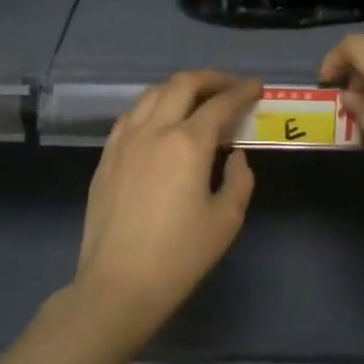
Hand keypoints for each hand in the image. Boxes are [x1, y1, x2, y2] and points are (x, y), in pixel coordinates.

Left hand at [70, 71, 260, 337]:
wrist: (118, 284)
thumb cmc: (180, 256)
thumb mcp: (226, 220)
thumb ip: (239, 180)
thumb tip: (235, 157)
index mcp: (188, 143)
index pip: (220, 104)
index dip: (242, 91)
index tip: (257, 87)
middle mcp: (154, 130)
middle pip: (183, 84)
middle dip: (212, 79)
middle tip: (231, 87)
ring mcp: (124, 141)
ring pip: (152, 93)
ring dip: (180, 88)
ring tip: (197, 99)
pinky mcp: (106, 156)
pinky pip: (131, 115)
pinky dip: (153, 106)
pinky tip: (161, 121)